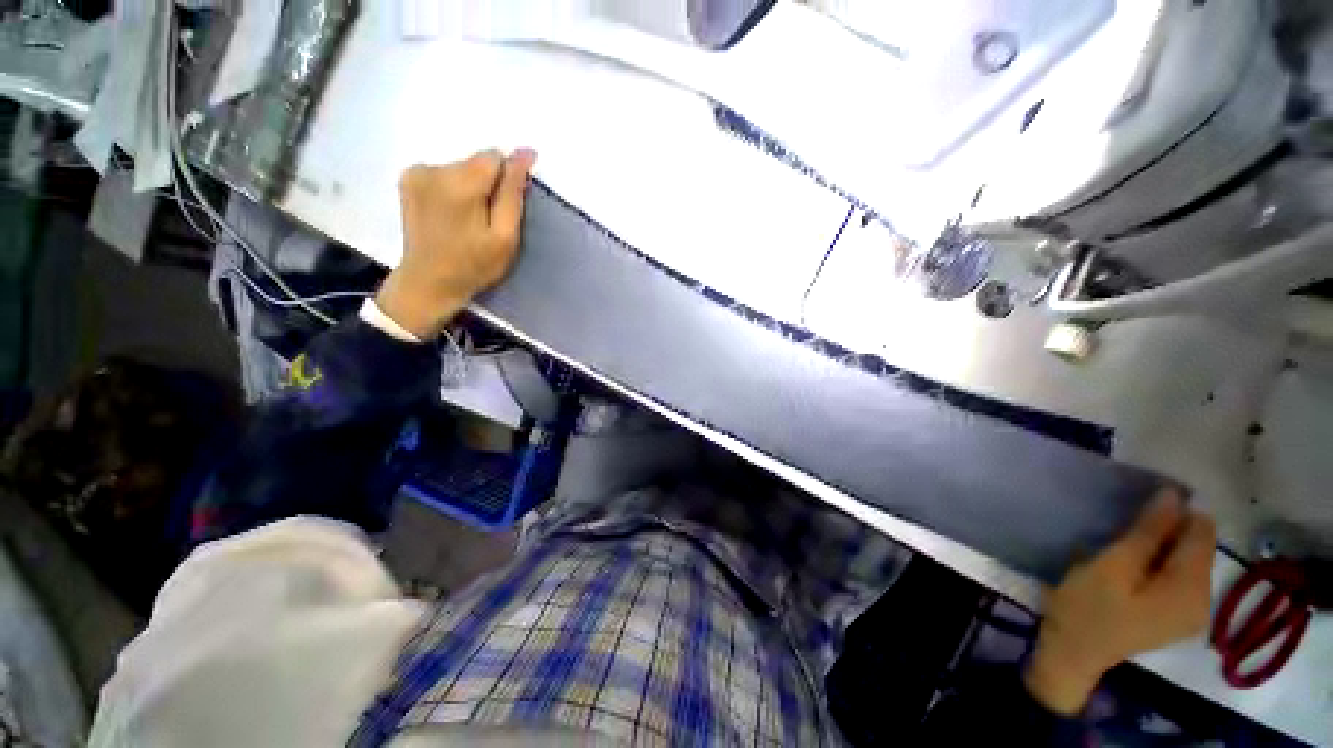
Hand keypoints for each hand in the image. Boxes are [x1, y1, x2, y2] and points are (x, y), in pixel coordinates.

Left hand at [375, 148, 536, 339]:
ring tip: (468, 221)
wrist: (429, 281)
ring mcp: (417, 172)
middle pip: (478, 162)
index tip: (504, 208)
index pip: (496, 157)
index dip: (507, 181)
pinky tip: (450, 214)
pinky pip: (443, 172)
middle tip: (486, 221)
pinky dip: (453, 189)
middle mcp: (435, 168)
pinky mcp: (408, 179)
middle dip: (489, 186)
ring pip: (462, 167)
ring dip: (471, 188)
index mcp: (460, 183)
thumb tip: (525, 153)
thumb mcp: (505, 237)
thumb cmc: (474, 265)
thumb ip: (514, 193)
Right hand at [1025, 491, 1215, 715]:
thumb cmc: (1087, 607)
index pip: (1202, 533)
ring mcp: (1191, 613)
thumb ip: (1147, 533)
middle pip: (1197, 548)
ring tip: (1124, 546)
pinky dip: (1159, 563)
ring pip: (1186, 562)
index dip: (1176, 511)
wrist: (1071, 654)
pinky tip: (1132, 567)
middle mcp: (1204, 601)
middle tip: (1123, 530)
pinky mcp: (1176, 617)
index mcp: (1192, 590)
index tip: (1139, 506)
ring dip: (1160, 547)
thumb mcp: (1112, 566)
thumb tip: (1174, 495)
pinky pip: (1177, 577)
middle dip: (1167, 531)